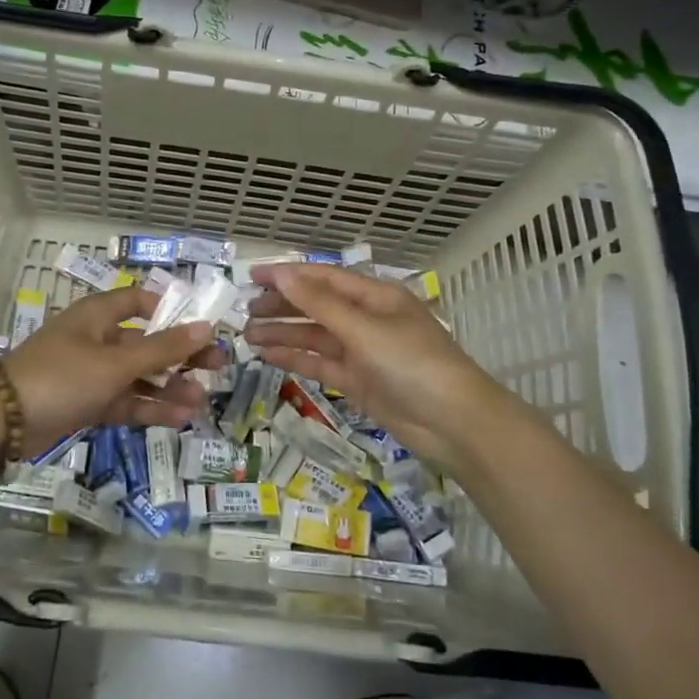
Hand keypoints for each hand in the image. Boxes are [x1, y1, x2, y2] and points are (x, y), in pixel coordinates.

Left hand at [1, 286, 219, 450]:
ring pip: (138, 377)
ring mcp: (91, 373)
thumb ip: (163, 349)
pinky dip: (148, 408)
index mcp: (98, 315)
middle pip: (146, 343)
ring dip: (168, 388)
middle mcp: (96, 339)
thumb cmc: (62, 376)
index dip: (170, 310)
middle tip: (217, 367)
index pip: (139, 301)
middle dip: (180, 356)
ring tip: (201, 402)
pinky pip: (124, 401)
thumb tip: (206, 327)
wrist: (2, 421)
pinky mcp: (86, 403)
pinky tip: (178, 419)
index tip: (200, 326)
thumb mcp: (116, 362)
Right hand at [244, 264, 510, 472]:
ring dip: (283, 333)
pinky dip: (295, 358)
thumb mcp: (364, 329)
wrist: (453, 423)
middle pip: (316, 305)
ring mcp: (362, 351)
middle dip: (281, 306)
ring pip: (314, 336)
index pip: (323, 277)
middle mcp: (366, 319)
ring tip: (247, 336)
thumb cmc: (413, 364)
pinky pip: (320, 363)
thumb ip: (319, 304)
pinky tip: (268, 355)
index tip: (251, 277)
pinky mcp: (358, 381)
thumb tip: (281, 274)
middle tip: (245, 312)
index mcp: (374, 296)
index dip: (287, 275)